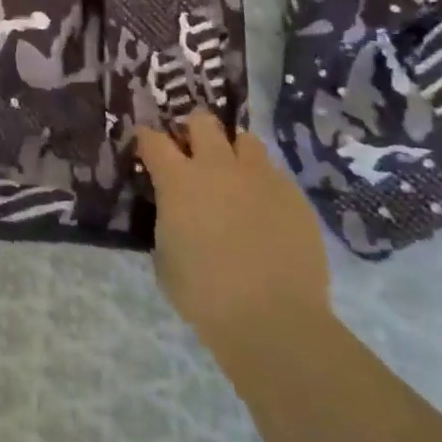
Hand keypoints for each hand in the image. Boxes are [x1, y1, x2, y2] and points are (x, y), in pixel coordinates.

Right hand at [137, 111, 330, 362]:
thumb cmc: (205, 294)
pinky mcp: (295, 197)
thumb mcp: (166, 256)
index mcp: (178, 180)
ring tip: (235, 177)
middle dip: (194, 131)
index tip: (146, 145)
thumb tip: (175, 213)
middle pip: (202, 121)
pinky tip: (265, 212)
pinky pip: (275, 175)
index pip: (153, 139)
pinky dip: (264, 185)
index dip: (147, 138)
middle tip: (194, 153)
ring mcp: (260, 178)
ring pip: (245, 140)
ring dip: (234, 152)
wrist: (274, 320)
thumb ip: (168, 221)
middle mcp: (217, 166)